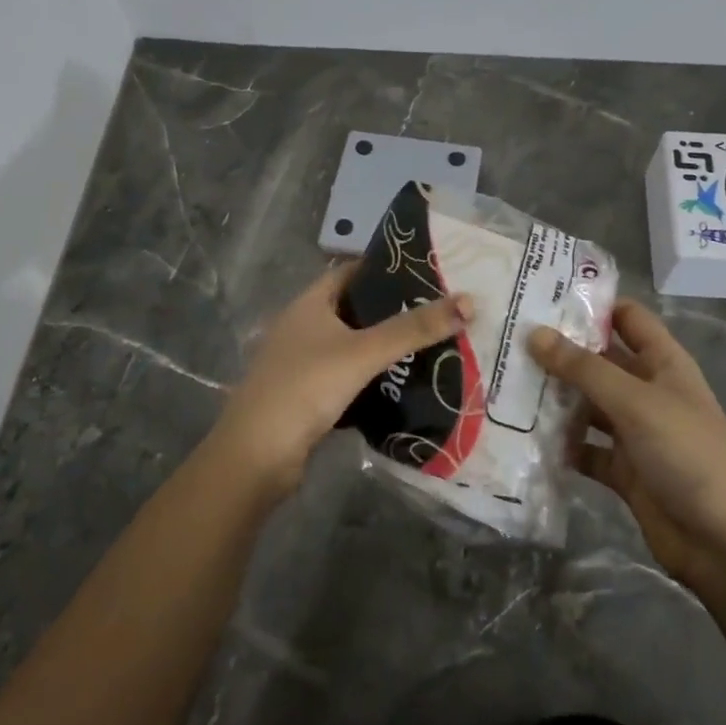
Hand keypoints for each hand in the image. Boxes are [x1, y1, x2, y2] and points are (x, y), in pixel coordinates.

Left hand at [206, 263, 472, 499]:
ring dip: (382, 347)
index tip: (426, 272)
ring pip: (351, 346)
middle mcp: (302, 327)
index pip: (351, 272)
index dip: (385, 269)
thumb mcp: (363, 353)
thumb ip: (414, 329)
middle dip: (392, 311)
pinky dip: (371, 377)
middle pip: (354, 309)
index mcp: (309, 304)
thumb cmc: (306, 387)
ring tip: (428, 345)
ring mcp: (301, 363)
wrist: (257, 455)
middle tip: (437, 311)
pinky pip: (346, 377)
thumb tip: (469, 301)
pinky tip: (400, 383)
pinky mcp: (306, 396)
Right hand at [529, 300, 725, 589]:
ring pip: (587, 405)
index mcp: (663, 363)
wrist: (724, 543)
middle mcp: (647, 391)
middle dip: (559, 352)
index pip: (627, 318)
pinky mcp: (622, 469)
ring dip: (554, 398)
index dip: (592, 304)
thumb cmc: (688, 454)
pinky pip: (584, 448)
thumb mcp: (635, 402)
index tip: (542, 296)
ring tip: (503, 382)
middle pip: (599, 361)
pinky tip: (522, 436)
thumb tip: (534, 333)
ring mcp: (634, 432)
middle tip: (506, 340)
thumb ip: (584, 368)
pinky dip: (561, 444)